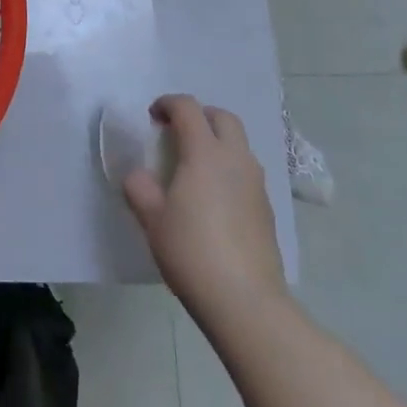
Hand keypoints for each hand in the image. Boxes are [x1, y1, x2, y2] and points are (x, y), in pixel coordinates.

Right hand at [123, 95, 286, 326]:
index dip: (167, 104)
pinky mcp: (267, 209)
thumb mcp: (152, 219)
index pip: (188, 108)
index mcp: (204, 152)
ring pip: (239, 144)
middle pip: (222, 117)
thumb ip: (140, 188)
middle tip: (177, 133)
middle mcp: (235, 159)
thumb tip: (139, 175)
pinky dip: (229, 169)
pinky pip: (246, 172)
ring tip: (194, 166)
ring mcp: (256, 184)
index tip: (152, 117)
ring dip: (217, 141)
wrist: (246, 302)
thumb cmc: (192, 252)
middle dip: (199, 116)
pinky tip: (213, 198)